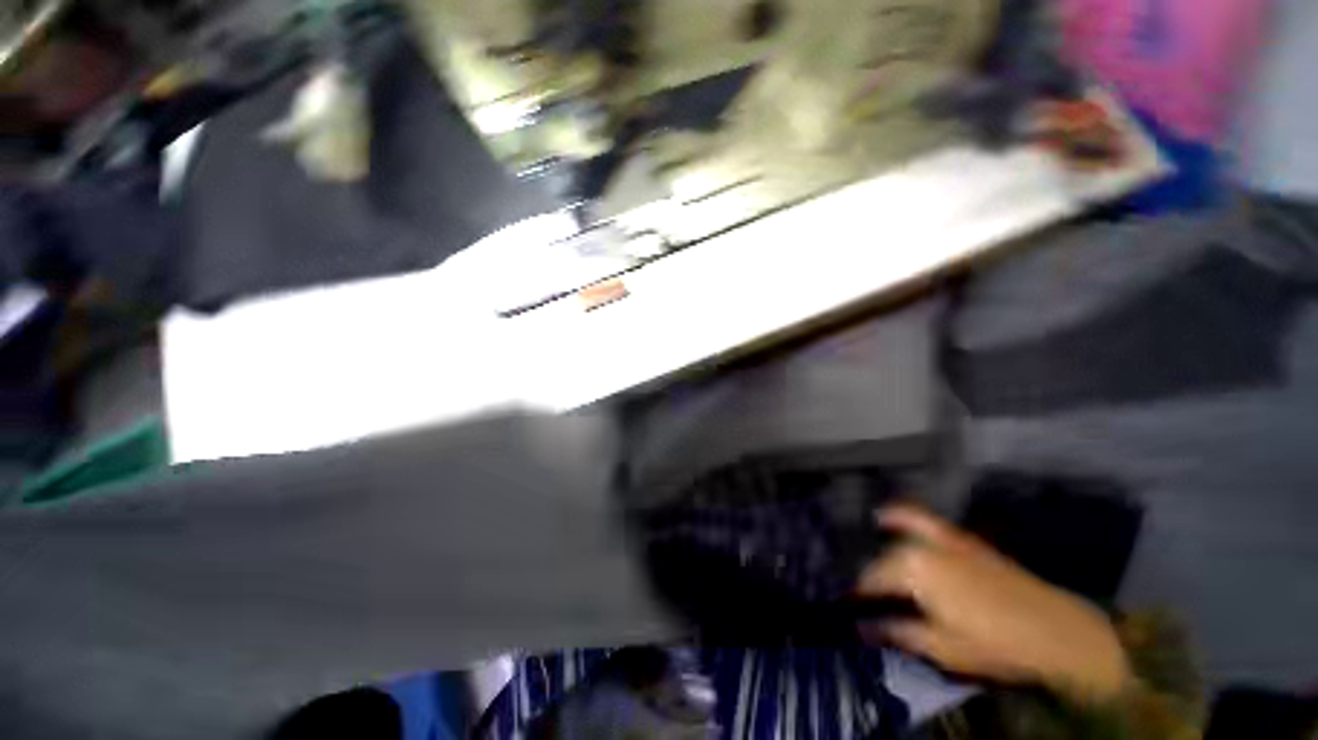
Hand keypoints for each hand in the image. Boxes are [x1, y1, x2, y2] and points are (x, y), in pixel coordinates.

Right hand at [857, 505, 1130, 703]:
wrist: (1056, 631)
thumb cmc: (996, 644)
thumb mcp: (943, 648)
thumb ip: (899, 633)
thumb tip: (862, 628)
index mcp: (913, 570)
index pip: (872, 578)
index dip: (858, 595)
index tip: (848, 607)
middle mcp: (921, 545)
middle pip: (883, 557)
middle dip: (870, 575)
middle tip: (864, 595)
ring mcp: (943, 537)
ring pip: (896, 528)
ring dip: (879, 539)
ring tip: (866, 551)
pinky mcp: (961, 538)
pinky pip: (922, 518)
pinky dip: (901, 516)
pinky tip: (889, 517)